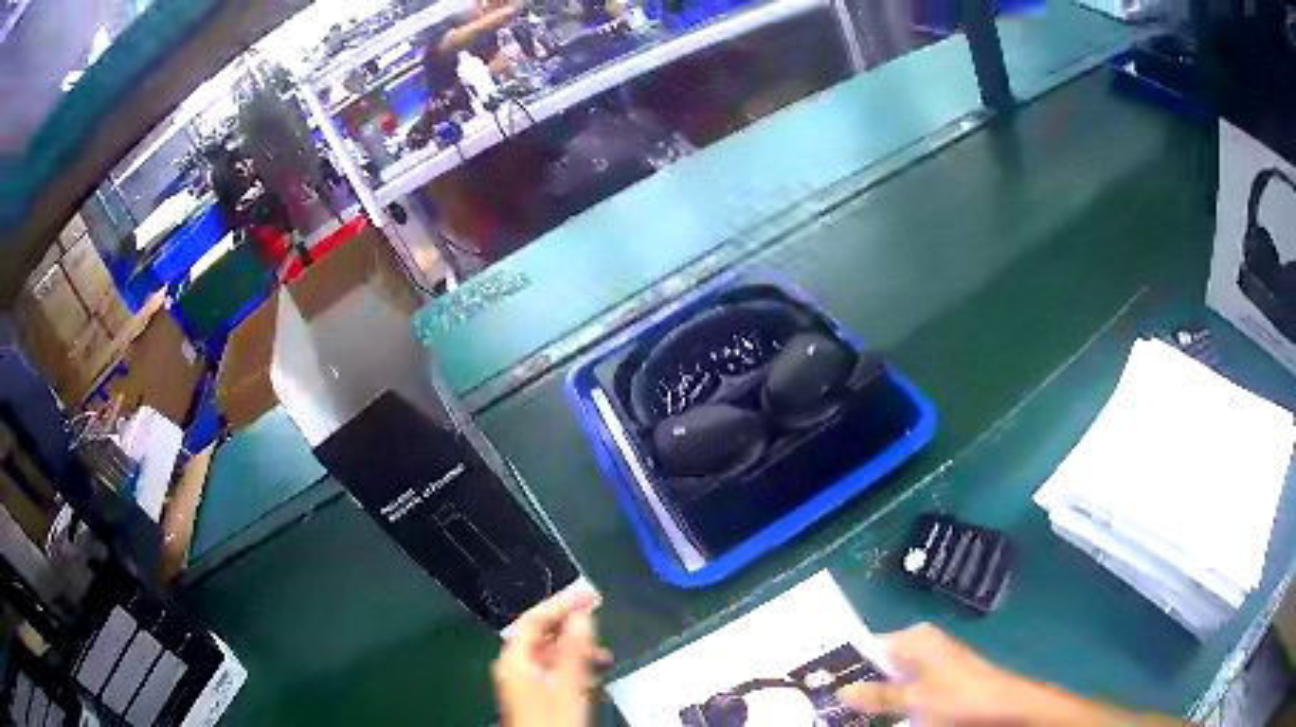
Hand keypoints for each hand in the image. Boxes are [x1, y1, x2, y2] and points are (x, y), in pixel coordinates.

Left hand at [493, 589, 610, 726]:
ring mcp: (525, 683)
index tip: (587, 595)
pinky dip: (575, 667)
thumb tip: (582, 615)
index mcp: (515, 660)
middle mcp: (516, 667)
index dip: (560, 604)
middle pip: (541, 635)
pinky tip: (592, 675)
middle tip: (597, 617)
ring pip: (550, 654)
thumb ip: (574, 649)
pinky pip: (555, 671)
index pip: (533, 620)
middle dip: (570, 626)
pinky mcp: (537, 696)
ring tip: (602, 654)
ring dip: (576, 649)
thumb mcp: (568, 684)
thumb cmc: (552, 720)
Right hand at [838, 624, 1029, 724]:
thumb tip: (840, 691)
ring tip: (844, 713)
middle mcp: (921, 644)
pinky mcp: (938, 680)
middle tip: (827, 703)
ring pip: (890, 679)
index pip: (868, 645)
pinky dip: (890, 701)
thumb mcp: (914, 699)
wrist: (1004, 706)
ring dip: (872, 696)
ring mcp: (931, 663)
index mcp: (915, 638)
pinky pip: (904, 689)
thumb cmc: (959, 696)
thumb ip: (877, 695)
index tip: (819, 684)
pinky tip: (877, 716)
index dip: (844, 665)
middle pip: (878, 663)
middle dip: (856, 684)